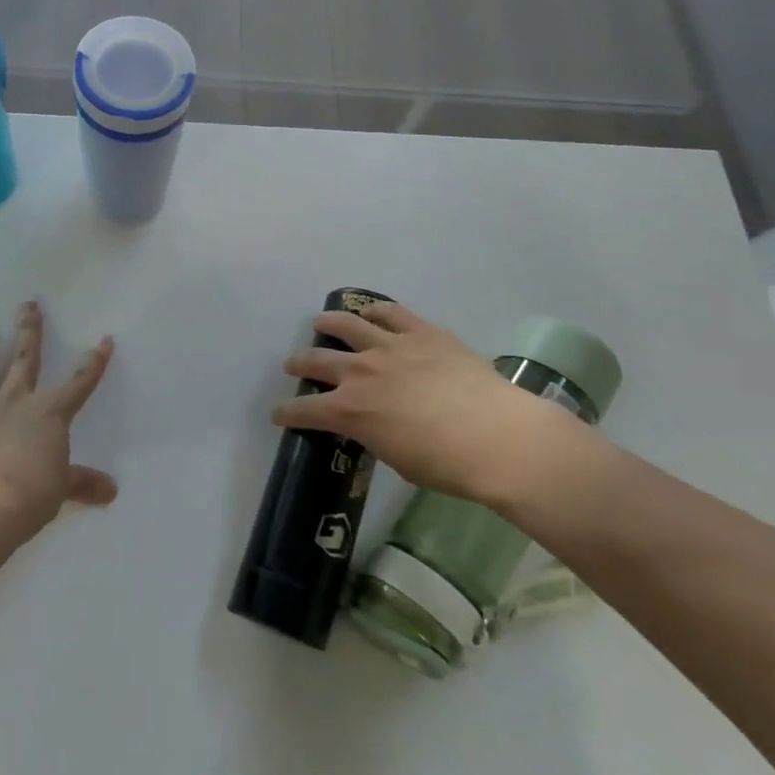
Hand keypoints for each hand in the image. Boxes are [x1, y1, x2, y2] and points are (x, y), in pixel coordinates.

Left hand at [0, 301, 117, 540]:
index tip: (104, 339)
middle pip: (24, 359)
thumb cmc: (32, 493)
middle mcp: (15, 403)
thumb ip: (83, 483)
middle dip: (28, 330)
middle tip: (27, 304)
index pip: (79, 382)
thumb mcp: (62, 488)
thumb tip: (111, 491)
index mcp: (49, 412)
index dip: (94, 362)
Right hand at [273, 301, 577, 505]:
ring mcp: (390, 346)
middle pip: (318, 361)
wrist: (496, 436)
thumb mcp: (396, 459)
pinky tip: (371, 311)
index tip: (278, 413)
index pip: (306, 410)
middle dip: (300, 363)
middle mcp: (361, 372)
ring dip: (329, 323)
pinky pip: (390, 313)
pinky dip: (375, 310)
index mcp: (351, 411)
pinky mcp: (420, 332)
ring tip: (321, 322)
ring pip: (348, 325)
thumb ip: (374, 435)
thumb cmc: (446, 464)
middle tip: (293, 363)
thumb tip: (372, 424)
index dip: (287, 412)